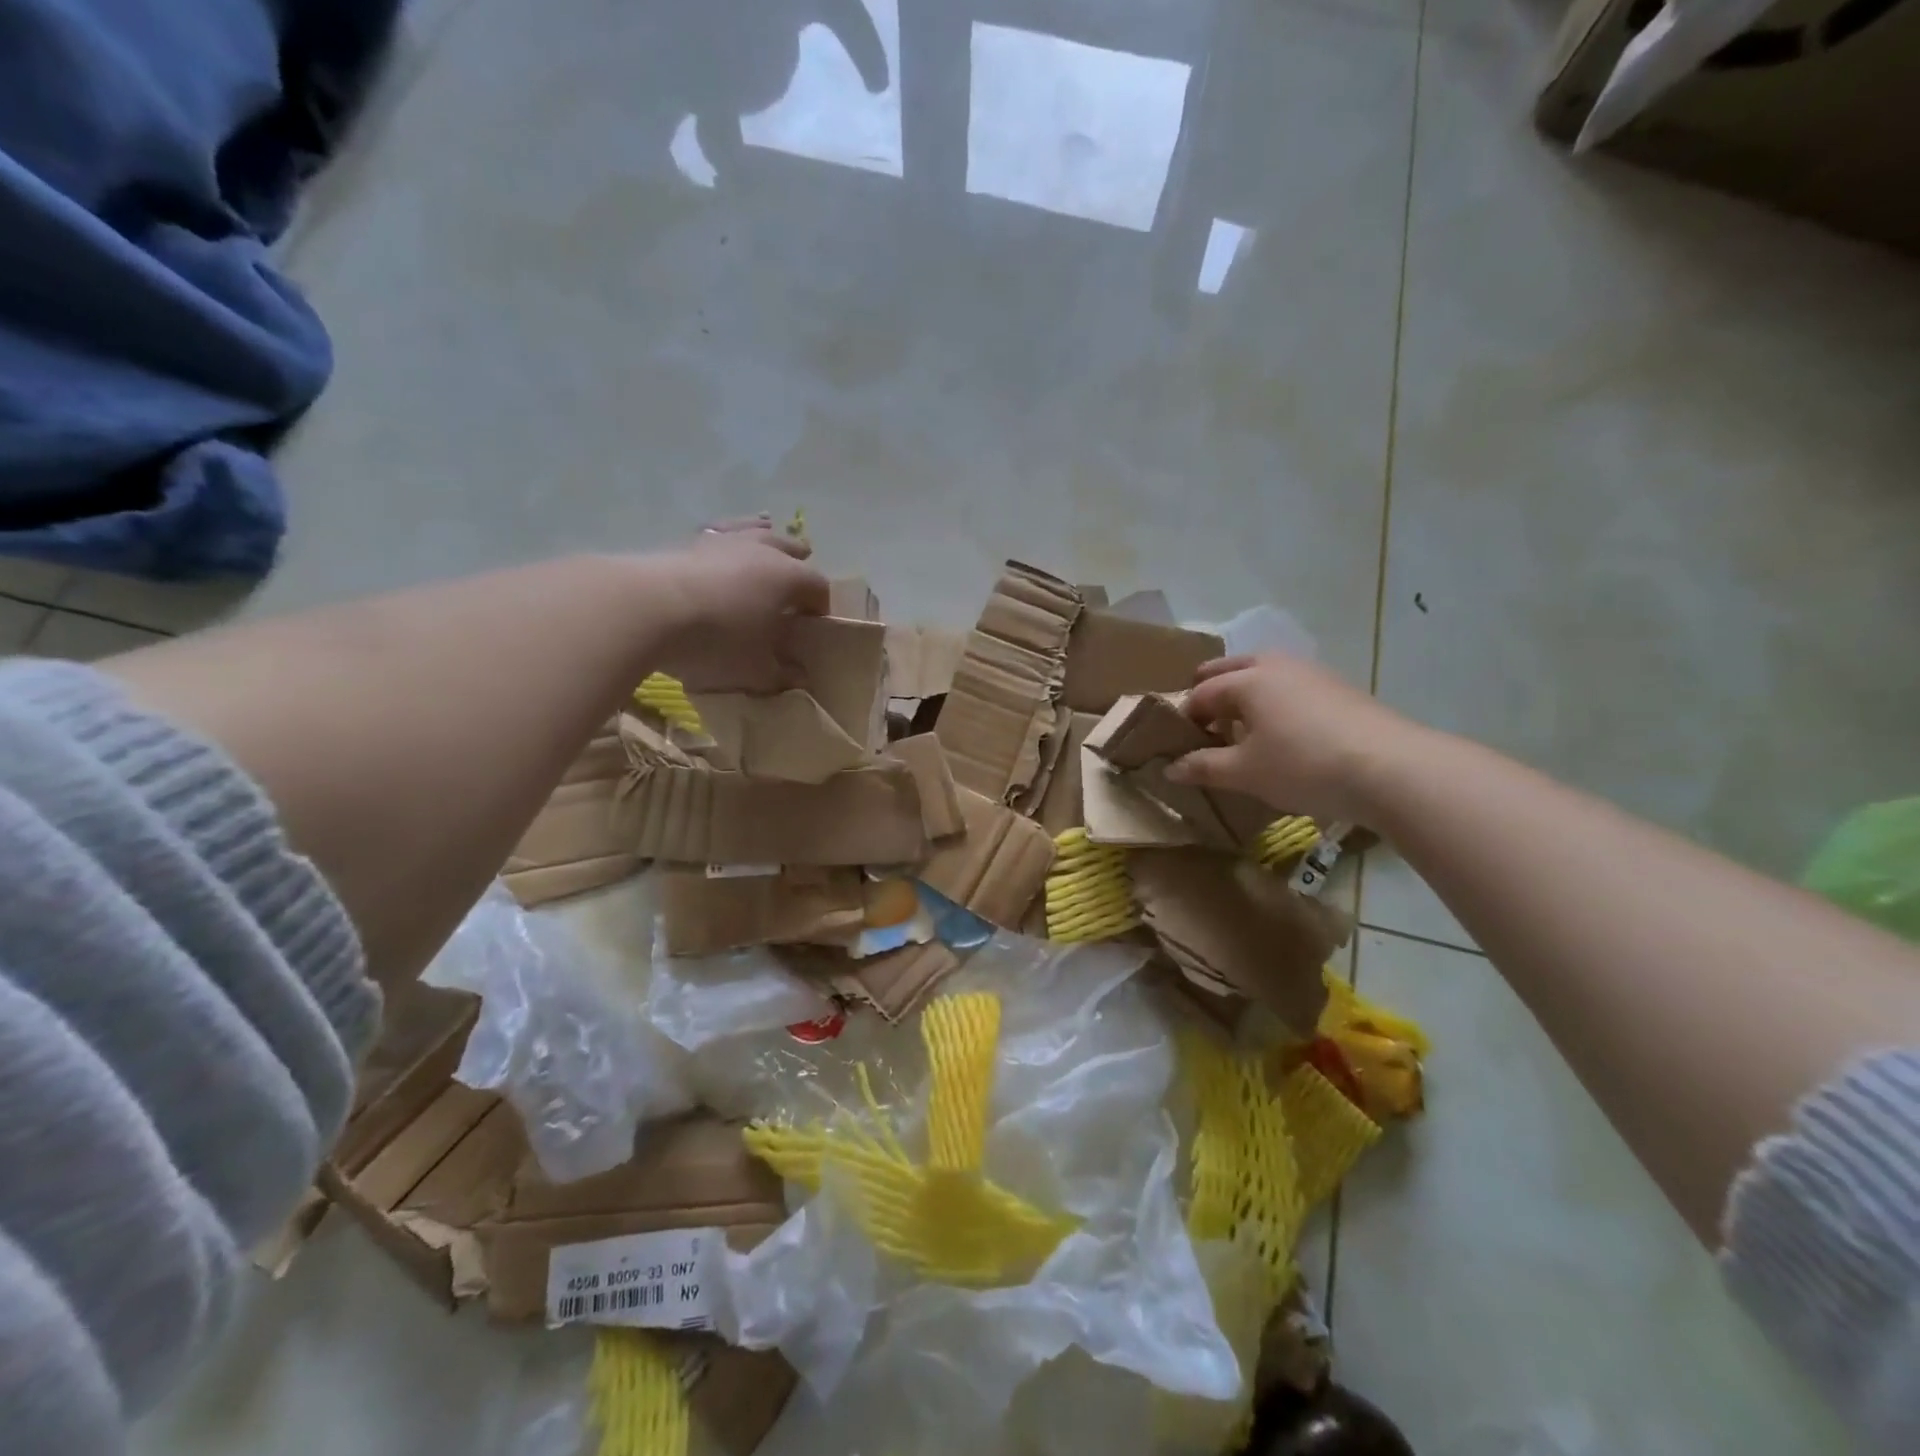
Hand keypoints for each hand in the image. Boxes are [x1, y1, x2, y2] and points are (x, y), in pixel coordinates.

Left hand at [654, 515, 830, 690]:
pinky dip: (729, 538)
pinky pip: (720, 532)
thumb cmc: (717, 640)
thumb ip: (782, 674)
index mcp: (790, 578)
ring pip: (756, 531)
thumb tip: (801, 678)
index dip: (821, 607)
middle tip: (795, 588)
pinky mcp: (690, 540)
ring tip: (767, 548)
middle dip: (799, 566)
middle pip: (792, 550)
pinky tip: (723, 543)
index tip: (814, 627)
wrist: (648, 609)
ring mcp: (725, 540)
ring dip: (767, 540)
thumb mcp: (755, 670)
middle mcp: (763, 550)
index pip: (818, 587)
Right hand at [1167, 653, 1427, 824]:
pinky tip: (1283, 732)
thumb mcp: (1245, 773)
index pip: (1201, 693)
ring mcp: (1312, 673)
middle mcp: (1277, 665)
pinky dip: (1274, 701)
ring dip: (1244, 694)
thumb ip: (1204, 767)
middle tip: (1202, 723)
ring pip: (1264, 674)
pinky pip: (1291, 687)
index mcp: (1248, 680)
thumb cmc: (1303, 766)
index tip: (1178, 743)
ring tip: (1241, 728)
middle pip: (1230, 669)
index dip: (1184, 717)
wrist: (1392, 769)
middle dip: (1210, 691)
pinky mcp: (1339, 688)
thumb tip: (1170, 769)